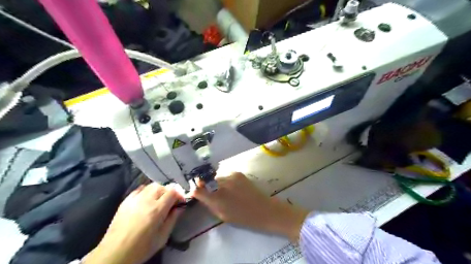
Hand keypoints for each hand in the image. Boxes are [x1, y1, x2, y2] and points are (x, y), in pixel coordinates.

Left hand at [83, 183, 182, 263]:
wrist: (115, 253)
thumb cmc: (141, 248)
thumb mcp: (162, 237)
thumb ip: (173, 219)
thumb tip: (180, 207)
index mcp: (157, 209)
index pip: (173, 192)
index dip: (179, 194)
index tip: (180, 202)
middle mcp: (147, 200)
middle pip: (162, 186)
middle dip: (169, 192)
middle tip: (170, 201)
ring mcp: (135, 199)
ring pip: (151, 186)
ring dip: (158, 190)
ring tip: (159, 200)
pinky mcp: (126, 201)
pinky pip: (139, 189)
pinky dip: (146, 191)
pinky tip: (147, 199)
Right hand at [191, 172, 309, 241]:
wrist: (264, 209)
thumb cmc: (243, 217)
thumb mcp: (223, 215)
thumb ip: (210, 204)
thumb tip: (200, 195)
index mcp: (216, 199)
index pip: (198, 189)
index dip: (195, 189)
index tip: (195, 190)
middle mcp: (221, 185)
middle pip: (208, 181)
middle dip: (208, 185)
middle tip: (214, 192)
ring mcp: (230, 177)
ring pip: (218, 177)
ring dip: (218, 182)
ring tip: (227, 190)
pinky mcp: (238, 173)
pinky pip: (227, 175)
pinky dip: (227, 180)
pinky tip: (235, 187)